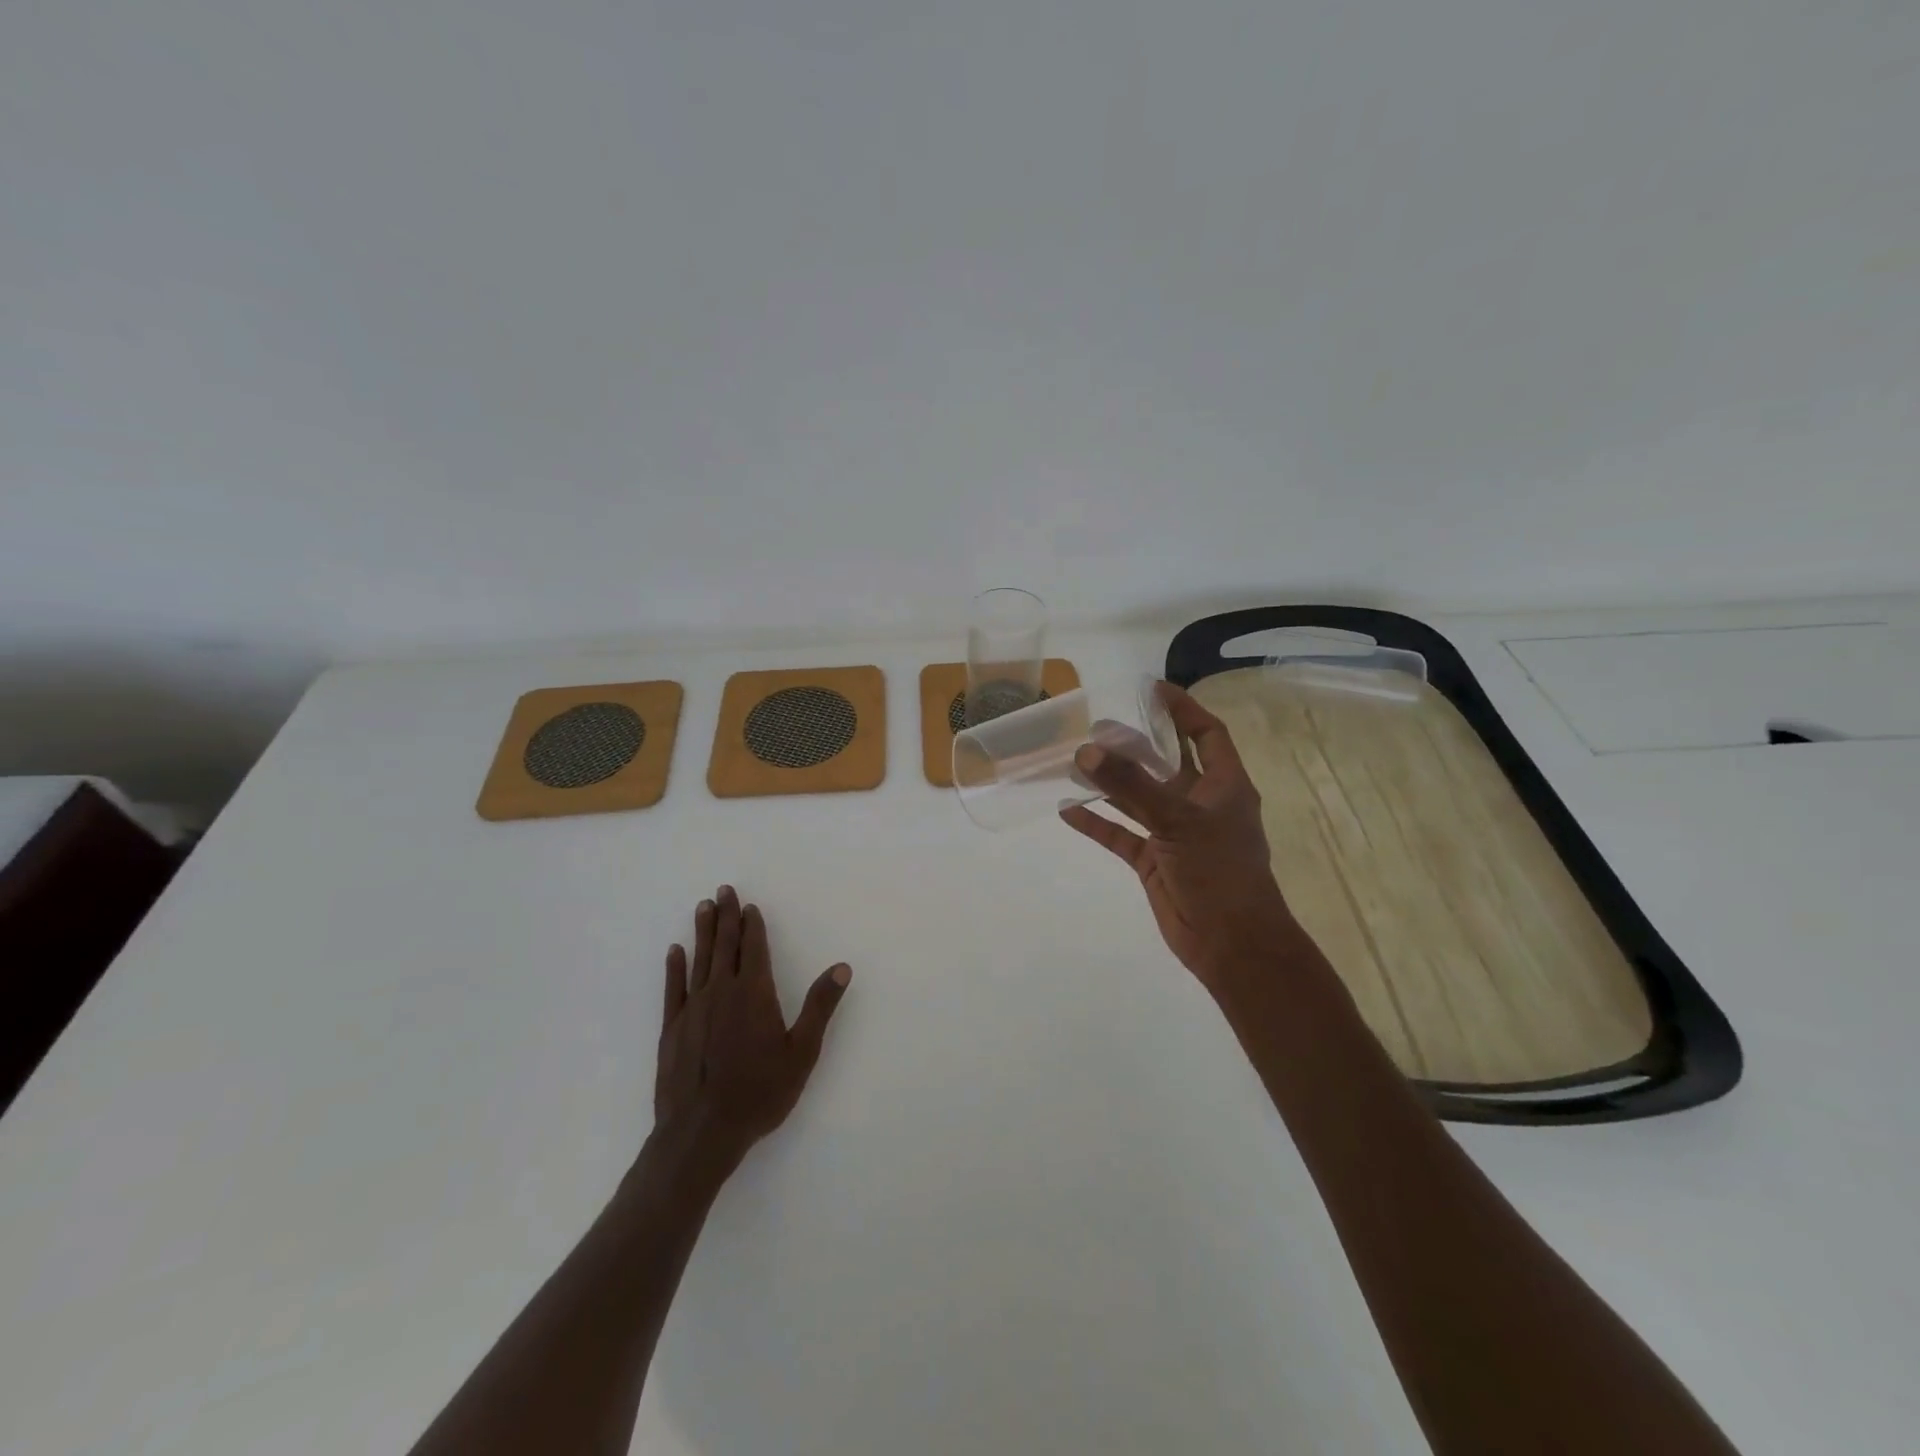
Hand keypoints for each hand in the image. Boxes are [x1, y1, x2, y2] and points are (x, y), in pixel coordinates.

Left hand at [652, 886, 850, 1181]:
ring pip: (699, 959)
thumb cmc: (759, 1093)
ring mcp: (693, 1008)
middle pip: (725, 945)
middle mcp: (722, 991)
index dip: (753, 926)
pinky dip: (675, 967)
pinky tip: (675, 951)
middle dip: (726, 917)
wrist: (702, 1133)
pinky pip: (673, 988)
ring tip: (703, 907)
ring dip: (703, 932)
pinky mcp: (672, 1028)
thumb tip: (841, 968)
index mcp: (755, 994)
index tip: (749, 906)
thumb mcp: (802, 1052)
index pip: (755, 949)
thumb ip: (820, 1006)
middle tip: (723, 890)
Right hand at [1061, 682, 1296, 995]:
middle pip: (1165, 763)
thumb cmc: (1219, 871)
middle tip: (1098, 726)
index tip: (1151, 689)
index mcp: (1223, 785)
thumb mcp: (1178, 821)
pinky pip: (1121, 834)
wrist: (1230, 944)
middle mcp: (1199, 803)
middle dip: (1135, 744)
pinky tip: (1067, 810)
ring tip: (1075, 760)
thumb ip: (1131, 786)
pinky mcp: (1154, 861)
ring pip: (1138, 798)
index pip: (1207, 733)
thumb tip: (1088, 750)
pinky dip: (1097, 823)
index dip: (1183, 709)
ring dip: (1110, 782)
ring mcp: (1175, 833)